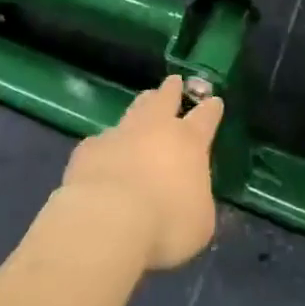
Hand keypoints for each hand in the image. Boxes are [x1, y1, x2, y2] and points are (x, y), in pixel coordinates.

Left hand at [58, 76, 223, 271]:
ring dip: (142, 106)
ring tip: (145, 101)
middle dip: (173, 90)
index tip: (214, 101)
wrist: (107, 220)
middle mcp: (155, 128)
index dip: (212, 109)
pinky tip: (104, 156)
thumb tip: (190, 195)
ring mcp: (120, 134)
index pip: (206, 118)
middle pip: (166, 99)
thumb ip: (197, 201)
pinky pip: (101, 141)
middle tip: (174, 81)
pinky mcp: (89, 149)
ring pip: (135, 109)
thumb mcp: (199, 222)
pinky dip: (107, 146)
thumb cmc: (165, 224)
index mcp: (189, 142)